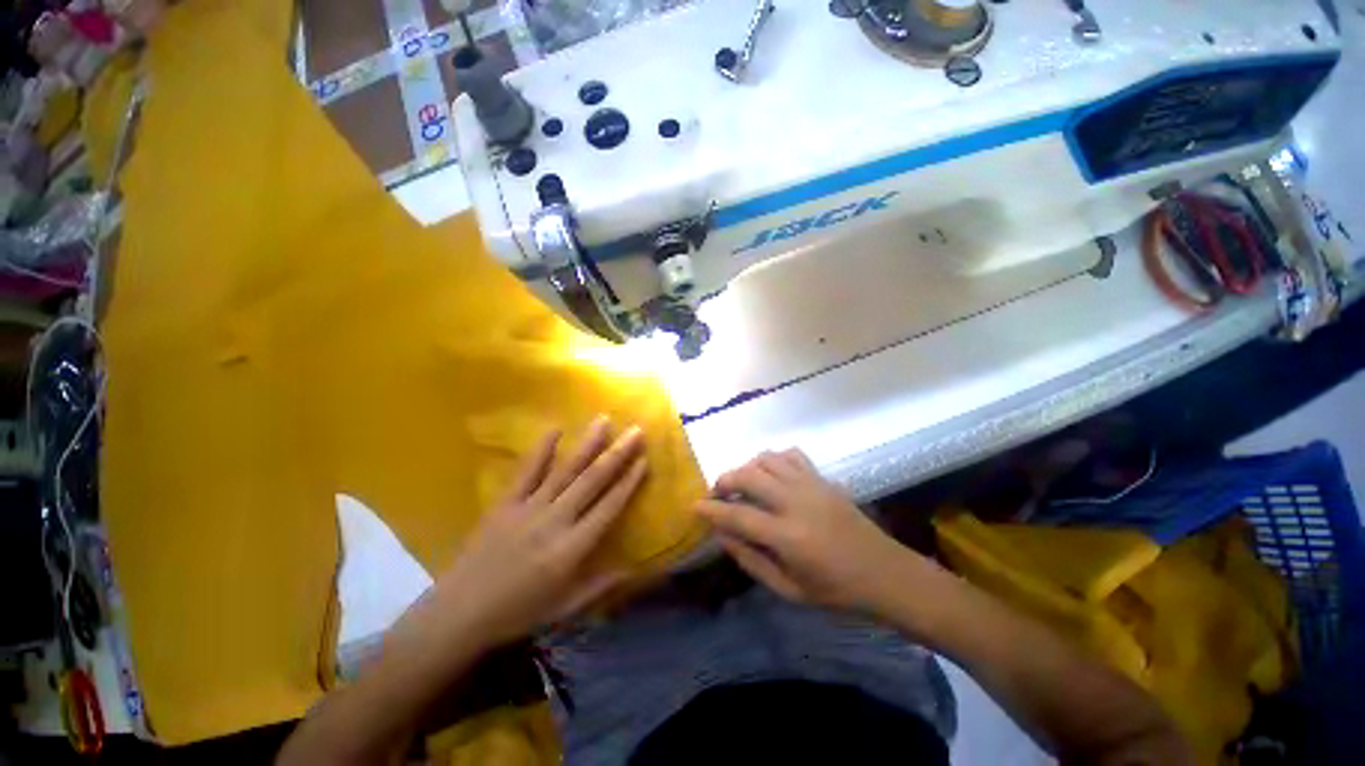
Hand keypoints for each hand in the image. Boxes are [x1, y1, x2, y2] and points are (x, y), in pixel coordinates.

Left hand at [434, 418, 645, 645]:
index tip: (644, 460)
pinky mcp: (505, 503)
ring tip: (604, 420)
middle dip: (617, 454)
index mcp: (571, 549)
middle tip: (635, 431)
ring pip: (565, 471)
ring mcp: (528, 508)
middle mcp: (555, 521)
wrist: (460, 612)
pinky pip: (526, 472)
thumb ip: (600, 585)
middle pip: (592, 481)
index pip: (608, 507)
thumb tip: (633, 567)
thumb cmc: (518, 612)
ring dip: (587, 444)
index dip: (628, 482)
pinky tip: (555, 429)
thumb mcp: (565, 608)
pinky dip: (541, 450)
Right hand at [696, 449, 940, 614]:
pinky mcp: (822, 478)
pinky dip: (773, 459)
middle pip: (748, 476)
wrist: (885, 574)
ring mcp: (811, 485)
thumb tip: (721, 535)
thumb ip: (751, 561)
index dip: (711, 510)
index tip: (694, 506)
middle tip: (717, 494)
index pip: (737, 516)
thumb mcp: (788, 590)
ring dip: (747, 468)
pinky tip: (771, 475)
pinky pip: (790, 455)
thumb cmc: (836, 591)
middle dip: (724, 481)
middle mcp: (796, 503)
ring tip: (743, 485)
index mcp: (787, 537)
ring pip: (766, 459)